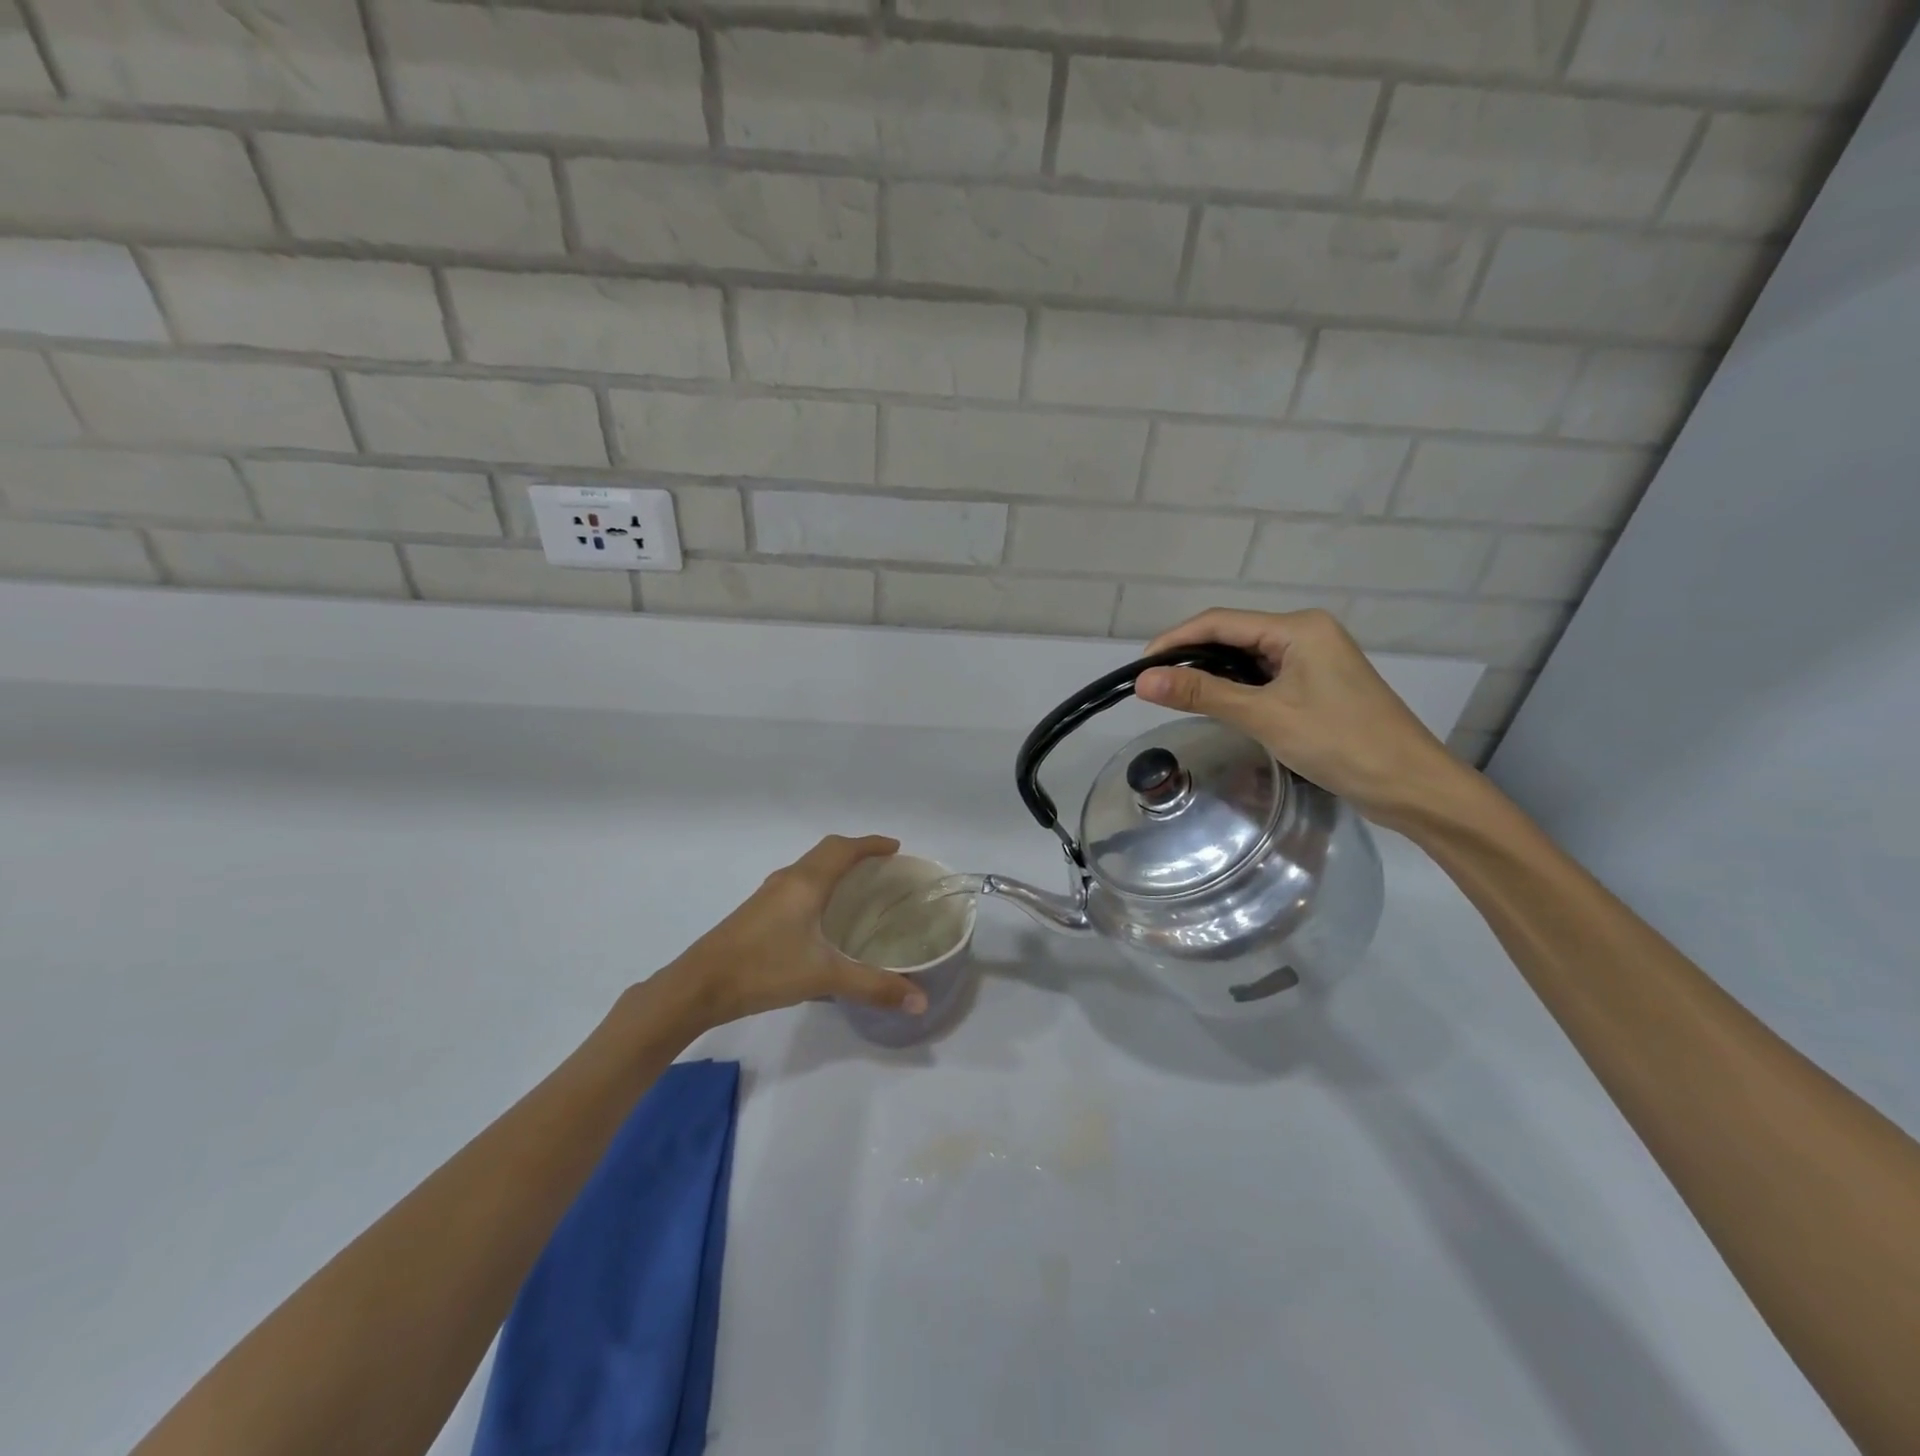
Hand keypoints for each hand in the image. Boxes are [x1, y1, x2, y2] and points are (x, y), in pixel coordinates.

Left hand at [656, 834, 927, 1029]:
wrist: (698, 986)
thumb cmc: (764, 969)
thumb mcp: (825, 977)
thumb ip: (874, 987)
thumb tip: (921, 1001)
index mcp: (806, 883)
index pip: (843, 849)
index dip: (871, 844)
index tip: (895, 848)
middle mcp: (788, 880)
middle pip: (826, 852)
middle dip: (856, 852)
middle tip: (883, 867)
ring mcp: (768, 895)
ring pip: (809, 868)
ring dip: (834, 868)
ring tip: (859, 887)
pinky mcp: (757, 912)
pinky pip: (797, 884)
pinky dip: (819, 885)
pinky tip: (823, 916)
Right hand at [1136, 608, 1467, 831]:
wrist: (1411, 785)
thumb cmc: (1340, 743)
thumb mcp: (1265, 716)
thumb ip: (1203, 693)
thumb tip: (1143, 681)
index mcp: (1298, 628)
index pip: (1220, 623)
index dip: (1174, 641)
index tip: (1138, 668)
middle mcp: (1306, 633)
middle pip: (1233, 636)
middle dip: (1190, 656)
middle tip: (1152, 686)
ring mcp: (1315, 660)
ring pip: (1248, 658)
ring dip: (1212, 673)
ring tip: (1174, 695)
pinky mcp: (1318, 685)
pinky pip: (1264, 677)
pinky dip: (1236, 687)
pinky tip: (1216, 704)